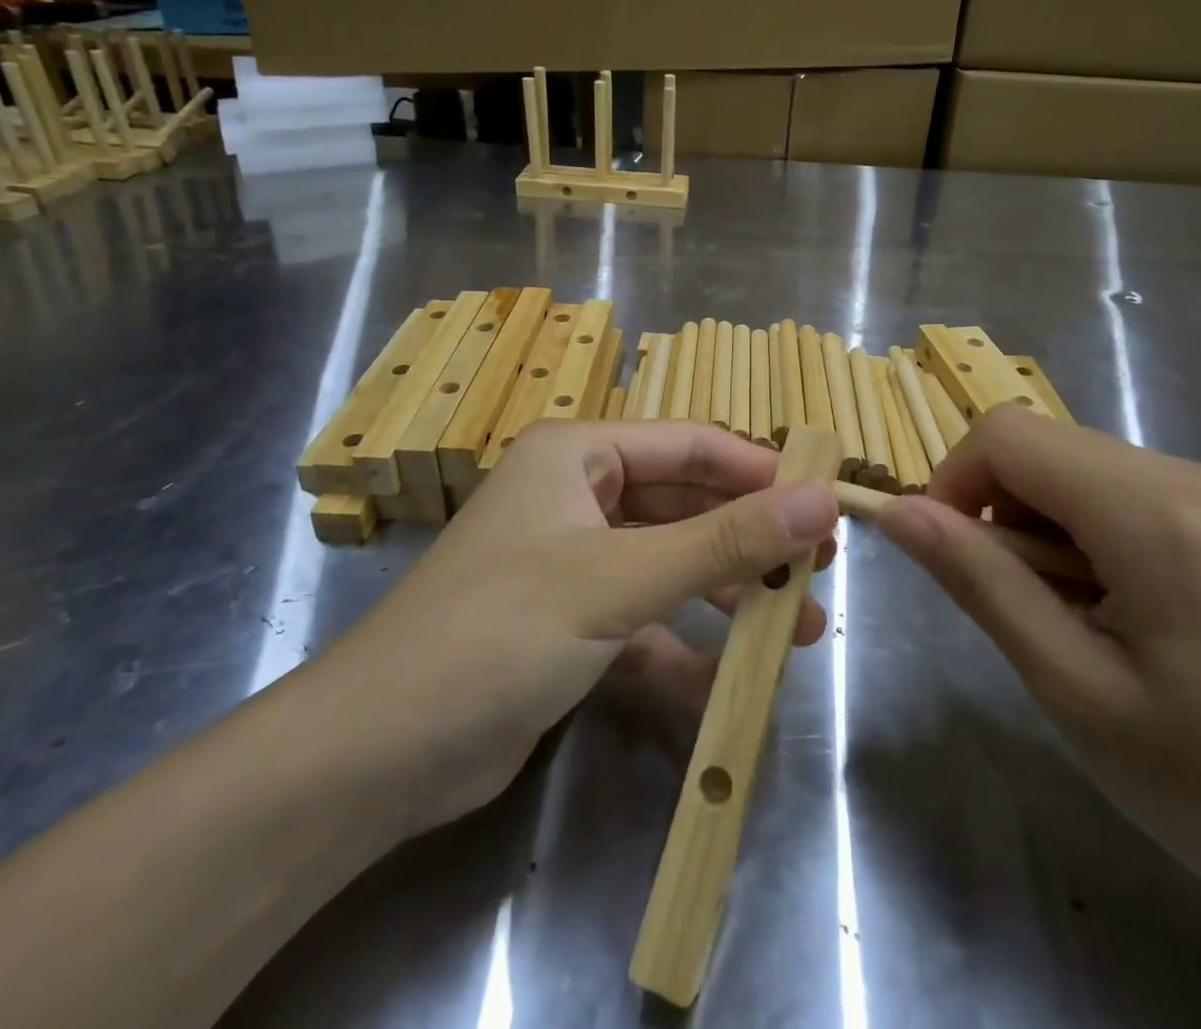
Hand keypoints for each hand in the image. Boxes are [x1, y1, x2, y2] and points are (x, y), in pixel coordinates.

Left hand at [312, 420, 838, 835]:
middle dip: (748, 541)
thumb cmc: (499, 631)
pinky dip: (682, 649)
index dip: (759, 471)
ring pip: (668, 565)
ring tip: (799, 628)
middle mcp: (575, 496)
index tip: (823, 504)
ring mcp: (571, 563)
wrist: (377, 755)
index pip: (689, 446)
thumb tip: (820, 500)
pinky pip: (642, 622)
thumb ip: (723, 541)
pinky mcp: (568, 625)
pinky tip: (728, 683)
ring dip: (727, 596)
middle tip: (818, 571)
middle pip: (683, 506)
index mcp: (577, 455)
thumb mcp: (619, 579)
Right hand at [875, 406, 1200, 935]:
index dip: (954, 483)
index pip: (1007, 435)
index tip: (953, 562)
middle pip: (1041, 446)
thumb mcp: (1073, 688)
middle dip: (999, 510)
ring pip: (1074, 467)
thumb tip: (897, 512)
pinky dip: (1082, 534)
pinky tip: (1114, 609)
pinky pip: (1117, 491)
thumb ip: (980, 582)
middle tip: (1020, 607)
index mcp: (1156, 510)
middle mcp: (1190, 474)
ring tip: (1072, 619)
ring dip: (1040, 528)